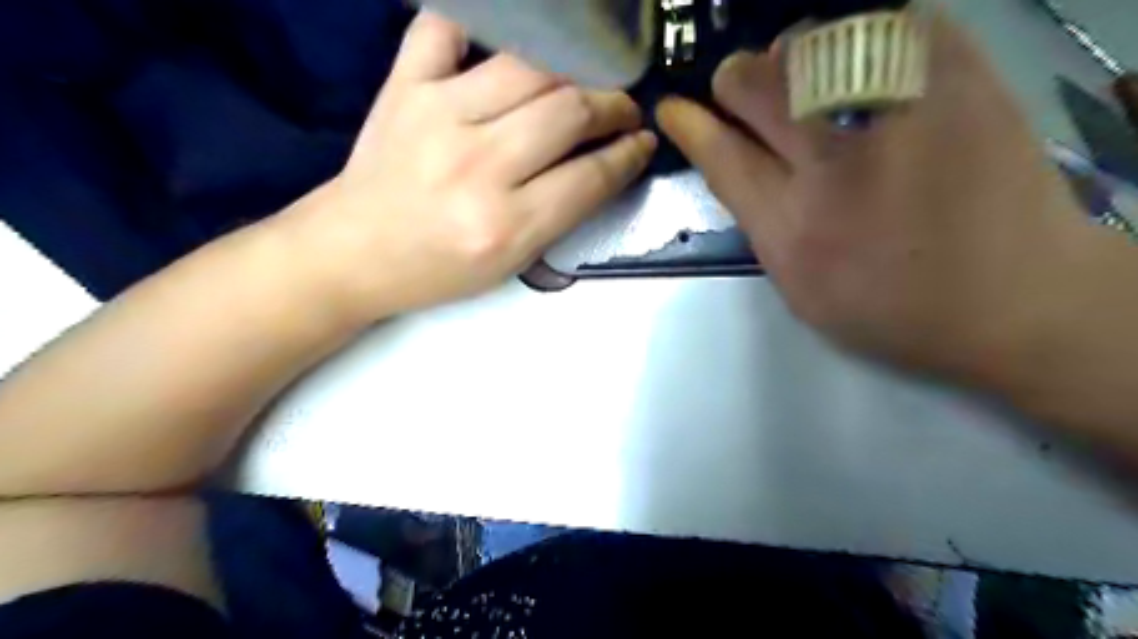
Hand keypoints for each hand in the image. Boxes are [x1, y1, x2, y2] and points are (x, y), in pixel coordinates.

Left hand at [301, 11, 659, 319]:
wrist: (353, 252)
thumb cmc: (438, 269)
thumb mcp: (511, 263)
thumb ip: (561, 214)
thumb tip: (603, 166)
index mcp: (506, 224)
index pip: (590, 176)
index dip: (629, 154)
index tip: (643, 142)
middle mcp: (478, 166)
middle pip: (569, 112)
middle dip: (613, 106)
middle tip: (623, 110)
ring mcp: (438, 116)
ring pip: (528, 67)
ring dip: (571, 71)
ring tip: (584, 81)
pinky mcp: (404, 86)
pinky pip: (447, 29)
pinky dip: (479, 28)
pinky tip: (502, 49)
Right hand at [653, 15, 1118, 382]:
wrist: (1018, 300)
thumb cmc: (892, 308)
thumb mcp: (800, 285)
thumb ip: (758, 219)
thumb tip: (732, 158)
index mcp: (793, 226)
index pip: (722, 153)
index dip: (691, 123)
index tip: (673, 106)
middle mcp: (837, 163)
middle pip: (756, 83)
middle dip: (738, 82)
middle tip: (748, 94)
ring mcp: (900, 113)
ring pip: (811, 42)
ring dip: (793, 58)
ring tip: (811, 83)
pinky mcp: (959, 77)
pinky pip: (885, 22)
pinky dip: (857, 38)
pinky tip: (864, 71)